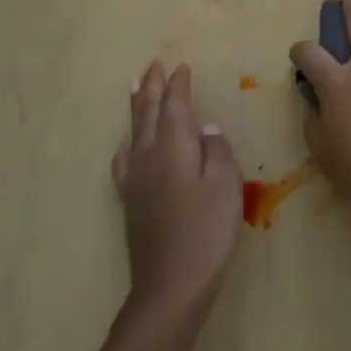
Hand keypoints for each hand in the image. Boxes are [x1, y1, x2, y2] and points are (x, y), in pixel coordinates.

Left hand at [113, 60, 241, 323]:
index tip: (181, 66)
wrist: (170, 287)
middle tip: (153, 64)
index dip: (178, 85)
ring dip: (136, 106)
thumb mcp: (226, 185)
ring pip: (133, 132)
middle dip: (152, 87)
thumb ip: (217, 151)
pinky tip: (126, 146)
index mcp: (174, 147)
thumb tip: (205, 130)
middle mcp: (149, 156)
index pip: (175, 106)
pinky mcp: (131, 202)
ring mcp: (136, 180)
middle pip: (148, 112)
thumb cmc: (206, 231)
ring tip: (135, 87)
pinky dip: (127, 143)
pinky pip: (124, 160)